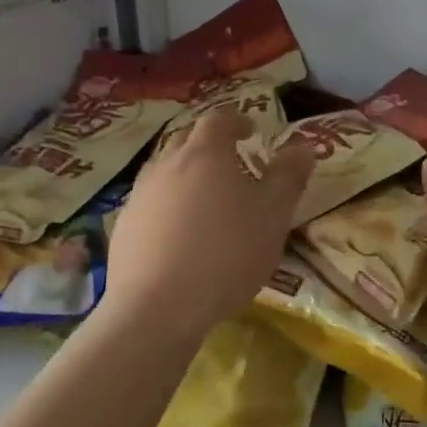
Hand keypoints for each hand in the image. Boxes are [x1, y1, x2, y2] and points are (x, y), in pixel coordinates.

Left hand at [105, 108, 314, 340]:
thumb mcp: (274, 215)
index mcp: (205, 153)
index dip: (237, 121)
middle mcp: (167, 164)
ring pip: (165, 172)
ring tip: (206, 202)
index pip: (220, 120)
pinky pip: (150, 204)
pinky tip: (180, 236)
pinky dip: (168, 208)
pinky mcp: (124, 226)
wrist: (157, 306)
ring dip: (186, 177)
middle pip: (187, 141)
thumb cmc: (227, 253)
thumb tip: (302, 146)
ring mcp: (140, 195)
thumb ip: (289, 176)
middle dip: (209, 146)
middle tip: (231, 165)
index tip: (251, 132)